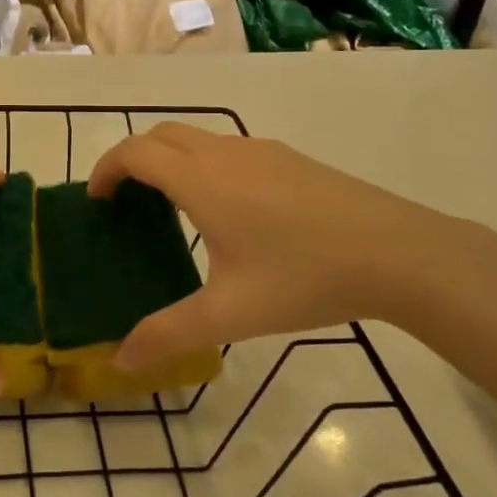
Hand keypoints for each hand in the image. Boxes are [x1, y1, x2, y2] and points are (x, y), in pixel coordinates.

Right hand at [89, 124, 496, 372]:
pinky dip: (204, 164)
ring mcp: (262, 150)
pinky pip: (228, 149)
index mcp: (201, 180)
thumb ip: (169, 334)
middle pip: (162, 134)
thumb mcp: (231, 314)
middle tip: (126, 201)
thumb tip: (121, 361)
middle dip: (133, 158)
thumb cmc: (305, 277)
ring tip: (171, 208)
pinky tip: (229, 212)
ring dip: (171, 160)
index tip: (96, 199)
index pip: (135, 152)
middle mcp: (225, 153)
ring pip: (198, 138)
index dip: (106, 169)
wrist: (399, 252)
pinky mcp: (290, 158)